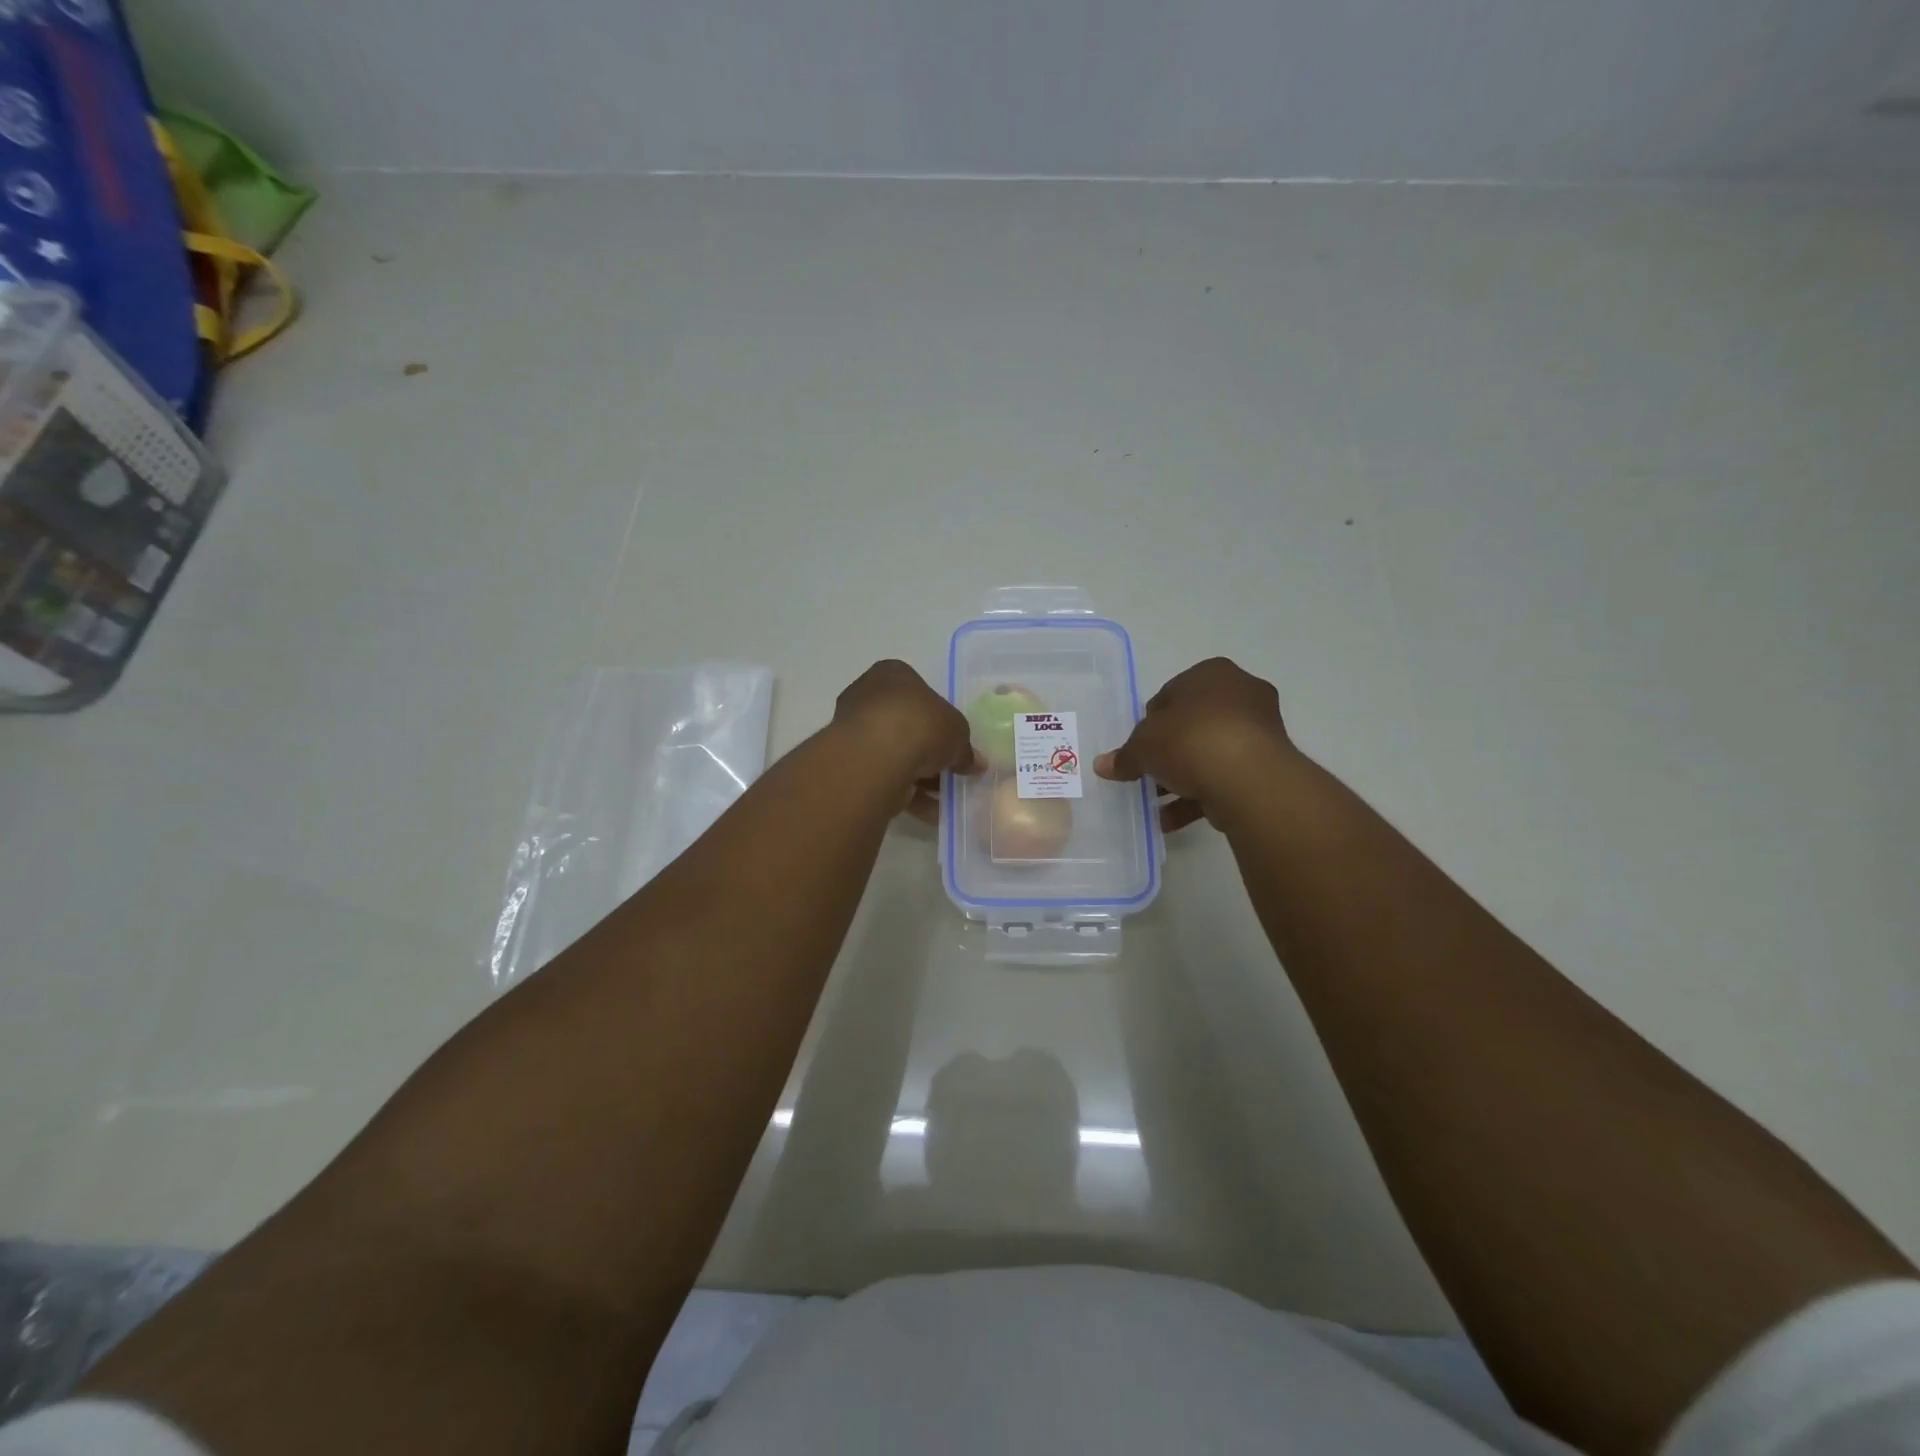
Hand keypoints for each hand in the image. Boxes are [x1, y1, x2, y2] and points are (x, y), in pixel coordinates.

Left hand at [834, 660, 983, 823]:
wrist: (875, 756)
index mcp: (892, 674)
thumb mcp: (958, 731)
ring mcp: (854, 731)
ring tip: (944, 798)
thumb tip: (974, 764)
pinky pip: (884, 778)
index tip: (953, 741)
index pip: (919, 693)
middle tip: (951, 771)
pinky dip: (906, 794)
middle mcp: (867, 697)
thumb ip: (965, 748)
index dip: (939, 718)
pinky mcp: (848, 765)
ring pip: (894, 754)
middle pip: (905, 725)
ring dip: (919, 776)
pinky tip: (930, 812)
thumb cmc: (920, 724)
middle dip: (928, 750)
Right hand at [1094, 657, 1296, 831]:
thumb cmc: (1190, 741)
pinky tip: (1173, 819)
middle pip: (1192, 725)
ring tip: (1157, 803)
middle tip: (1148, 773)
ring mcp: (1260, 730)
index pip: (1170, 695)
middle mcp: (1241, 694)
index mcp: (1211, 673)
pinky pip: (1226, 777)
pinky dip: (1201, 795)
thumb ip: (1125, 756)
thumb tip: (1103, 765)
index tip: (1138, 748)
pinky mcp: (1269, 765)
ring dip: (1183, 778)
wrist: (1248, 778)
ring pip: (1210, 753)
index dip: (1149, 724)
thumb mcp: (1143, 746)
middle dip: (1169, 752)